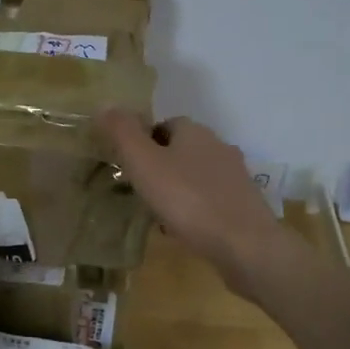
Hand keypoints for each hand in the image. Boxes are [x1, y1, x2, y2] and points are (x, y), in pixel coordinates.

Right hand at [96, 111, 289, 290]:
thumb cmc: (188, 200)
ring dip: (178, 190)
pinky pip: (211, 200)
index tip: (128, 165)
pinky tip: (184, 230)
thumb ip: (123, 133)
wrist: (244, 244)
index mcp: (195, 132)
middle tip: (139, 191)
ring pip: (196, 176)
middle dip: (160, 167)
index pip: (164, 124)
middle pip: (182, 150)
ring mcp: (235, 177)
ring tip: (158, 214)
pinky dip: (195, 210)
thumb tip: (104, 104)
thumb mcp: (144, 164)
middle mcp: (219, 147)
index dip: (144, 142)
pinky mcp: (244, 205)